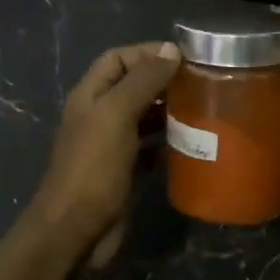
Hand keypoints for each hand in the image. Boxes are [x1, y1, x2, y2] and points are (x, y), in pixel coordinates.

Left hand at [28, 40, 180, 259]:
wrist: (75, 230)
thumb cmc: (93, 167)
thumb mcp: (116, 115)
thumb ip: (142, 81)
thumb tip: (171, 50)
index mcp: (91, 95)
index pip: (118, 59)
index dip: (147, 52)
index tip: (184, 56)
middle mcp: (100, 115)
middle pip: (133, 86)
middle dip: (164, 81)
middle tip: (201, 83)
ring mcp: (112, 145)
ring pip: (144, 117)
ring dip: (169, 112)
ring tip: (203, 109)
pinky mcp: (125, 171)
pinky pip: (150, 147)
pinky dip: (169, 142)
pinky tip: (192, 143)